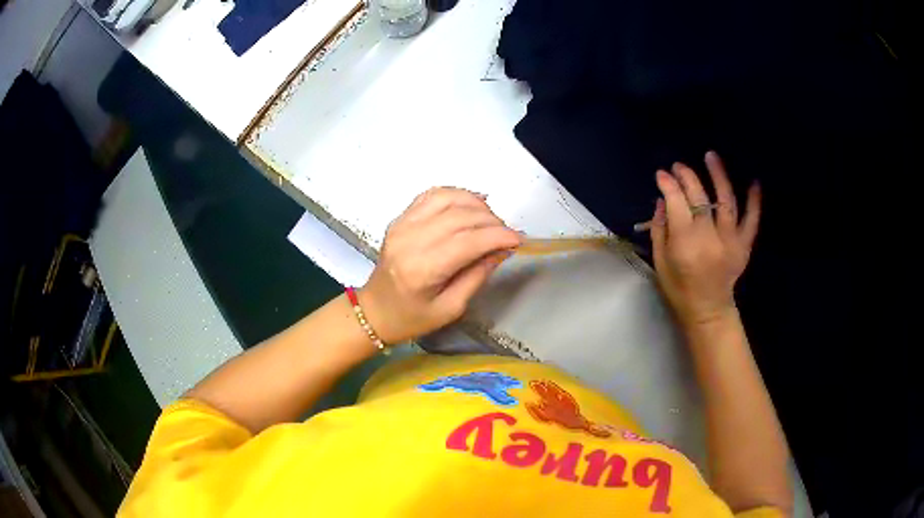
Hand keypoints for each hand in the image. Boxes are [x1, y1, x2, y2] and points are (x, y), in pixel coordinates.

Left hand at [359, 188, 521, 343]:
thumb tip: (502, 249)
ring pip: (447, 198)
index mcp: (422, 270)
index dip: (498, 236)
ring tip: (491, 220)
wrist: (375, 310)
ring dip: (476, 204)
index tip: (519, 239)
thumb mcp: (451, 308)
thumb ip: (478, 275)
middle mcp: (410, 240)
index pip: (468, 241)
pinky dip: (456, 195)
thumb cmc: (412, 318)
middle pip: (460, 216)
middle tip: (507, 234)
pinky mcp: (400, 218)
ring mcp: (402, 224)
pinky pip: (432, 195)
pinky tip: (470, 205)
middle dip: (492, 221)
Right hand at [650, 151, 760, 326]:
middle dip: (687, 177)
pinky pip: (752, 220)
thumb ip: (659, 230)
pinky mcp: (744, 245)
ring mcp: (730, 240)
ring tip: (711, 157)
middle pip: (699, 197)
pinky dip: (754, 201)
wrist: (708, 311)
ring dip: (718, 176)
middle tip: (678, 166)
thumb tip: (661, 201)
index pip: (676, 203)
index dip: (667, 185)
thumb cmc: (679, 289)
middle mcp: (709, 237)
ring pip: (726, 200)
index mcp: (685, 243)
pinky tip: (754, 182)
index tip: (661, 175)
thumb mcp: (660, 263)